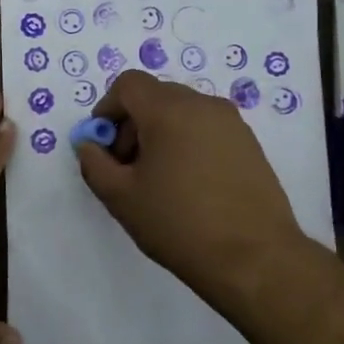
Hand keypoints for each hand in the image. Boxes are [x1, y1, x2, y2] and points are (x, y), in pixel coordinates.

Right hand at [76, 70, 310, 318]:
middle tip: (127, 166)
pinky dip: (188, 143)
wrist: (254, 258)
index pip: (129, 84)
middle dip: (132, 123)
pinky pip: (207, 128)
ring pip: (183, 112)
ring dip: (161, 133)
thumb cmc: (179, 223)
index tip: (104, 146)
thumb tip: (89, 145)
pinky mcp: (250, 144)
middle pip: (156, 96)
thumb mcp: (121, 198)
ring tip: (159, 179)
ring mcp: (232, 123)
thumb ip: (94, 164)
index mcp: (169, 110)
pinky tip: (190, 185)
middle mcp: (203, 105)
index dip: (107, 109)